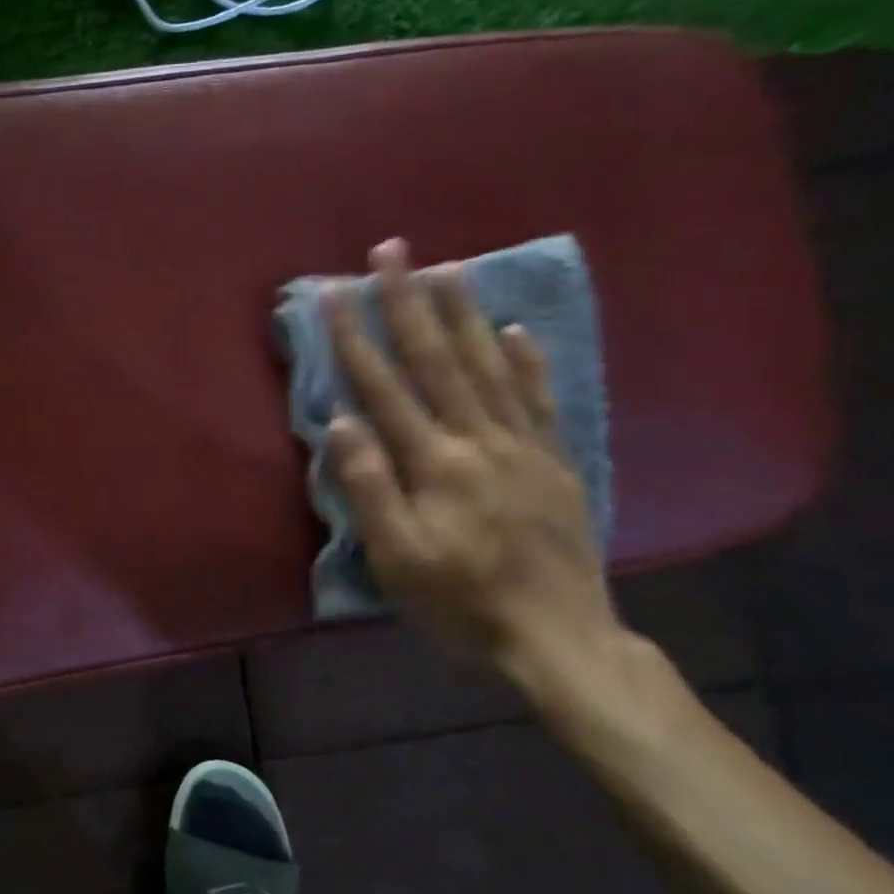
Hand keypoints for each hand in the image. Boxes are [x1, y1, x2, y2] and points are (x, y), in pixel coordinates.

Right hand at [322, 238, 622, 683]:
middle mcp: (480, 439)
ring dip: (463, 314)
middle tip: (392, 251)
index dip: (356, 337)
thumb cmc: (462, 601)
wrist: (559, 641)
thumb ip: (369, 487)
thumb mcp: (398, 557)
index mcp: (435, 462)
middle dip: (409, 301)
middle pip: (438, 359)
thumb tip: (342, 421)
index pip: (385, 386)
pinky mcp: (554, 462)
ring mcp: (523, 447)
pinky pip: (539, 399)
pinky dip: (526, 361)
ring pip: (488, 366)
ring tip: (447, 270)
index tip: (334, 292)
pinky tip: (513, 331)